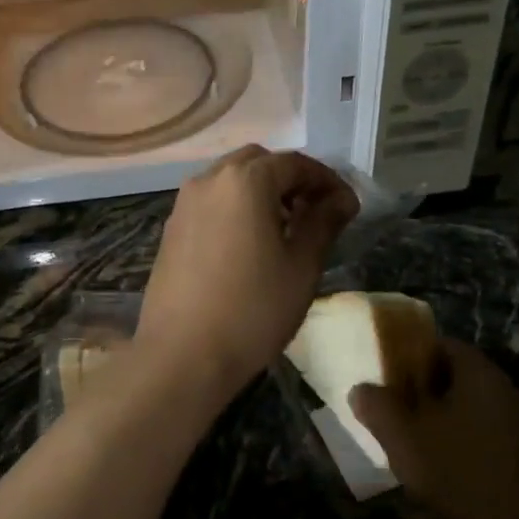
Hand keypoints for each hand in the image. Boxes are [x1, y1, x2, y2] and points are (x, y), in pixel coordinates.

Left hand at [137, 147, 358, 403]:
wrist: (183, 355)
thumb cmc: (253, 310)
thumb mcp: (302, 266)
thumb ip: (323, 223)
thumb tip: (341, 199)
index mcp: (245, 180)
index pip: (295, 163)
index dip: (327, 180)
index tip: (348, 207)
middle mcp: (209, 180)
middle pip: (259, 162)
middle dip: (291, 180)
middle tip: (315, 213)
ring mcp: (184, 204)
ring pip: (230, 180)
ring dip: (261, 192)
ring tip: (285, 230)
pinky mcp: (171, 230)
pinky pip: (211, 203)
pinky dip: (236, 209)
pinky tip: (249, 245)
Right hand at [349, 339, 518, 518]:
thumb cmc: (457, 472)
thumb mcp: (403, 437)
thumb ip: (377, 406)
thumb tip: (360, 390)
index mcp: (480, 373)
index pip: (441, 345)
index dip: (409, 355)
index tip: (385, 374)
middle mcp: (503, 390)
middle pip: (453, 375)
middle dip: (419, 388)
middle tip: (390, 405)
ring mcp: (516, 423)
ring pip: (466, 406)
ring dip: (436, 416)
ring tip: (407, 436)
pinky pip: (479, 431)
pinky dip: (455, 437)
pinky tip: (435, 462)